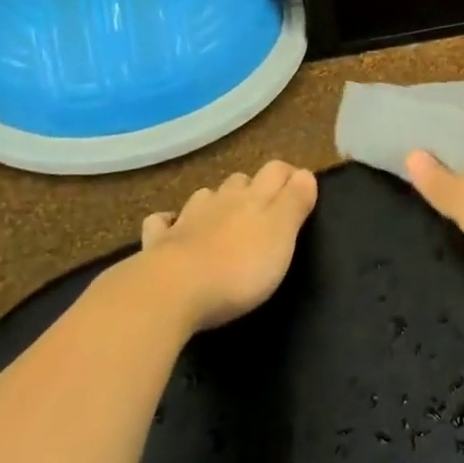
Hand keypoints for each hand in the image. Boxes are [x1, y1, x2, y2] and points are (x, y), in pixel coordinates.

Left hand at [137, 161, 318, 332]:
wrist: (172, 291)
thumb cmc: (239, 267)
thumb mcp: (281, 235)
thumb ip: (295, 202)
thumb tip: (304, 173)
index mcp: (253, 198)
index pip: (276, 171)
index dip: (289, 175)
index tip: (300, 188)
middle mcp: (220, 200)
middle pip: (239, 181)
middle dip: (253, 188)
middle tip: (263, 209)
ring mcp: (186, 219)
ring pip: (203, 198)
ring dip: (215, 202)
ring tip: (222, 218)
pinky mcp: (159, 242)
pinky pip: (162, 223)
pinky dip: (170, 222)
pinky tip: (172, 228)